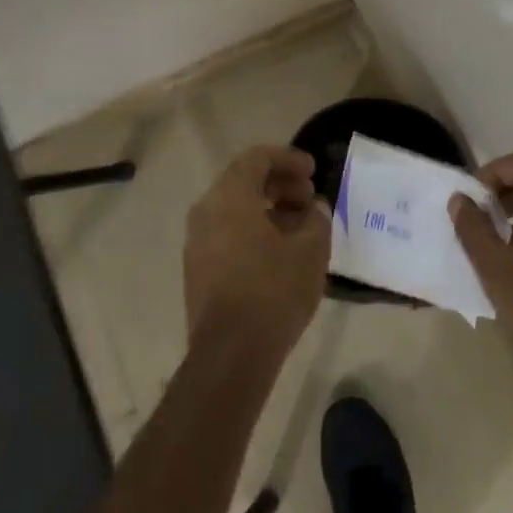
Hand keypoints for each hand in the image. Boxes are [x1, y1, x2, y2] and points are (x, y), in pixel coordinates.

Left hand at [184, 146, 330, 361]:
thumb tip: (313, 208)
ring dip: (268, 208)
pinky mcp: (197, 268)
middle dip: (279, 184)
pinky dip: (253, 229)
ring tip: (299, 225)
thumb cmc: (273, 290)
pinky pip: (226, 233)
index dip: (288, 159)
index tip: (313, 170)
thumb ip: (316, 218)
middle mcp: (206, 210)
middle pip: (243, 181)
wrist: (230, 354)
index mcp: (230, 196)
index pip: (257, 158)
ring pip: (234, 208)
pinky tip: (279, 250)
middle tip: (309, 197)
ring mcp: (196, 241)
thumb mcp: (310, 250)